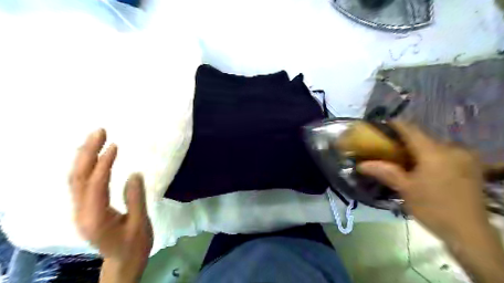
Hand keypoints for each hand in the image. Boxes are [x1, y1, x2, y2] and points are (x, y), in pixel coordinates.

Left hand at [69, 130, 153, 281]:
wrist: (123, 261)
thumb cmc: (134, 244)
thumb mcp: (140, 224)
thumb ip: (136, 199)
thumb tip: (134, 174)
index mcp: (95, 218)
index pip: (95, 185)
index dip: (103, 164)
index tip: (114, 145)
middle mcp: (81, 212)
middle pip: (78, 178)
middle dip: (87, 153)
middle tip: (99, 131)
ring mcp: (80, 210)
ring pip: (76, 179)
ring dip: (84, 156)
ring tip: (96, 138)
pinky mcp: (85, 207)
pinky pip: (80, 183)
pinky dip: (86, 165)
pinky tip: (93, 155)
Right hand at [356, 120, 489, 241]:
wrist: (469, 232)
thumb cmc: (433, 208)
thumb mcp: (405, 189)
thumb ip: (385, 172)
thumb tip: (361, 164)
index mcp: (434, 152)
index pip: (411, 130)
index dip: (395, 125)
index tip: (381, 124)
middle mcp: (452, 149)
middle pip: (423, 137)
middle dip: (404, 140)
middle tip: (388, 147)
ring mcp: (464, 157)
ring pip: (434, 145)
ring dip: (417, 149)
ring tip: (403, 158)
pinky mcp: (470, 166)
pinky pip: (444, 153)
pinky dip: (430, 156)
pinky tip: (422, 166)